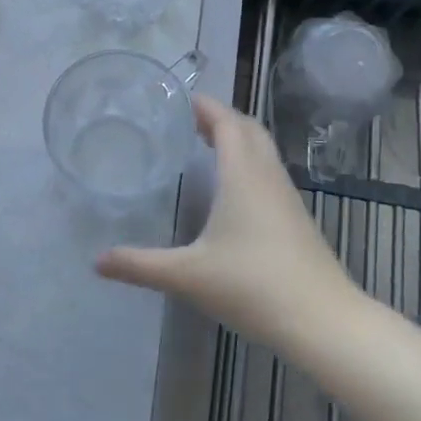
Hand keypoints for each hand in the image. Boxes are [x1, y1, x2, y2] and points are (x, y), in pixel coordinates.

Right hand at [96, 95, 356, 349]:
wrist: (323, 320)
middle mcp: (267, 175)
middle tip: (187, 121)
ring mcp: (286, 196)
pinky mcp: (296, 217)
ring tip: (206, 145)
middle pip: (247, 128)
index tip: (178, 100)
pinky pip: (269, 171)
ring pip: (262, 149)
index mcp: (243, 174)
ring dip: (237, 138)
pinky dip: (248, 161)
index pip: (226, 121)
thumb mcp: (188, 275)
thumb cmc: (253, 286)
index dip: (204, 106)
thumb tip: (97, 261)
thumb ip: (140, 265)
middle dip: (220, 117)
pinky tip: (233, 188)